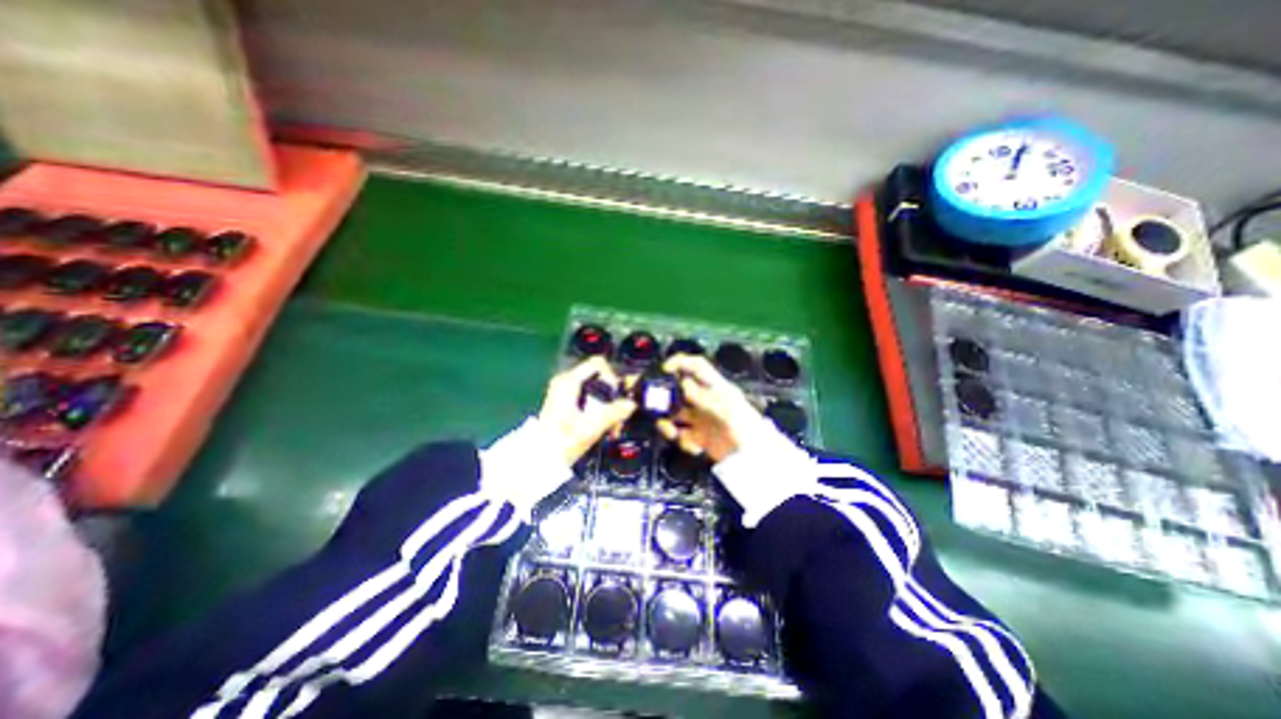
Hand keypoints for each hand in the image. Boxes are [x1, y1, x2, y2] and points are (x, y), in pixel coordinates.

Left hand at [538, 357, 635, 465]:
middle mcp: (566, 381)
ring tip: (614, 423)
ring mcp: (565, 391)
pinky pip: (590, 396)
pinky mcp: (567, 401)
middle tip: (619, 412)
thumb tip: (631, 404)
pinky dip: (600, 407)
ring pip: (597, 388)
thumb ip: (613, 413)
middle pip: (599, 376)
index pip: (598, 364)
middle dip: (613, 394)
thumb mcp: (590, 428)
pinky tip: (605, 424)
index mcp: (568, 382)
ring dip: (609, 403)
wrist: (541, 459)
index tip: (618, 395)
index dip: (613, 376)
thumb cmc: (562, 442)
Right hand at [653, 352, 764, 461]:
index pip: (696, 365)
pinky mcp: (700, 437)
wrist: (755, 457)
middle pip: (679, 390)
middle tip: (657, 406)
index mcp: (715, 387)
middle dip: (667, 396)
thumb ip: (702, 396)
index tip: (664, 369)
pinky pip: (682, 435)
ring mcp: (701, 419)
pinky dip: (682, 441)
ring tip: (671, 431)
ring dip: (668, 421)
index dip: (680, 362)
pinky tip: (694, 447)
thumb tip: (683, 385)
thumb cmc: (744, 426)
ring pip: (675, 413)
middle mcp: (705, 400)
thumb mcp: (724, 406)